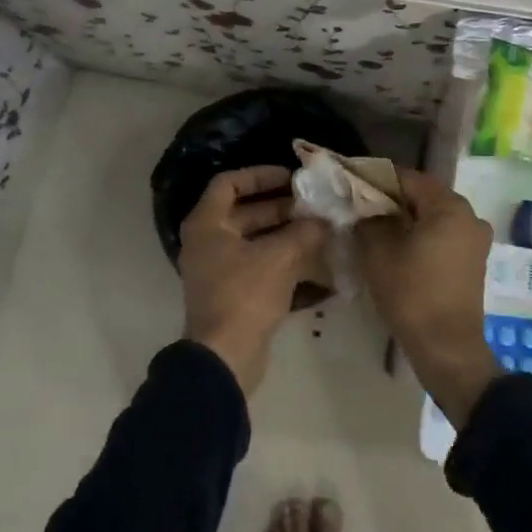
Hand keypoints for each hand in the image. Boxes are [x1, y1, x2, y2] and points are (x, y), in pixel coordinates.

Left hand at [180, 165, 328, 394]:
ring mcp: (218, 270)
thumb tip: (324, 219)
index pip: (229, 183)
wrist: (226, 357)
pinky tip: (313, 261)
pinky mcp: (232, 294)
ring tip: (318, 229)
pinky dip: (282, 260)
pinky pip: (257, 265)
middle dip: (280, 206)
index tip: (291, 178)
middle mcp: (207, 242)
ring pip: (253, 240)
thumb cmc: (245, 295)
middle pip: (243, 212)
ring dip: (284, 233)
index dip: (260, 175)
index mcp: (207, 224)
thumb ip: (304, 232)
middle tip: (313, 204)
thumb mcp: (280, 256)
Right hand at [354, 168, 499, 426]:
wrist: (447, 348)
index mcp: (450, 206)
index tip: (352, 184)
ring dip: (406, 219)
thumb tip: (364, 209)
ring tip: (375, 228)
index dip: (377, 179)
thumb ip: (369, 221)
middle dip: (391, 199)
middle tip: (360, 208)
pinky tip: (397, 248)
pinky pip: (443, 236)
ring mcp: (475, 240)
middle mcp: (470, 216)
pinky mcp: (473, 261)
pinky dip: (421, 236)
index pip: (408, 178)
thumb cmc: (412, 293)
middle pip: (423, 196)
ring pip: (433, 217)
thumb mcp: (379, 252)